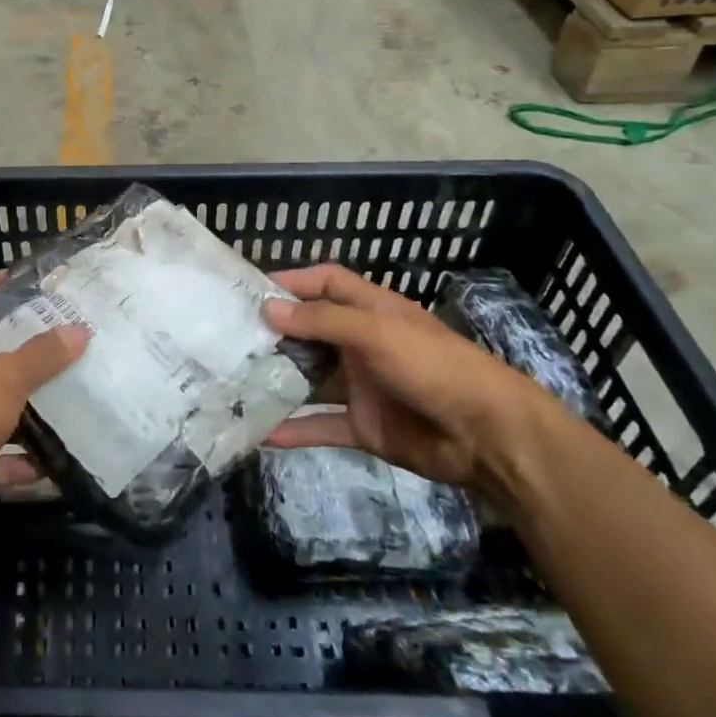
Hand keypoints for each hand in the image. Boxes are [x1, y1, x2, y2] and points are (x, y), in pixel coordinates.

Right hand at [262, 264, 554, 499]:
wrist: (487, 436)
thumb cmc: (433, 365)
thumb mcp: (376, 332)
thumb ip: (321, 321)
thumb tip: (267, 310)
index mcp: (370, 310)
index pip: (325, 282)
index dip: (292, 281)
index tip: (250, 289)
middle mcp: (360, 343)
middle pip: (309, 331)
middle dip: (274, 334)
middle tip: (228, 339)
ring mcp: (361, 385)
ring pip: (309, 379)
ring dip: (278, 381)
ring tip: (233, 383)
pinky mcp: (363, 425)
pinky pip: (321, 425)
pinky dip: (294, 430)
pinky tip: (261, 434)